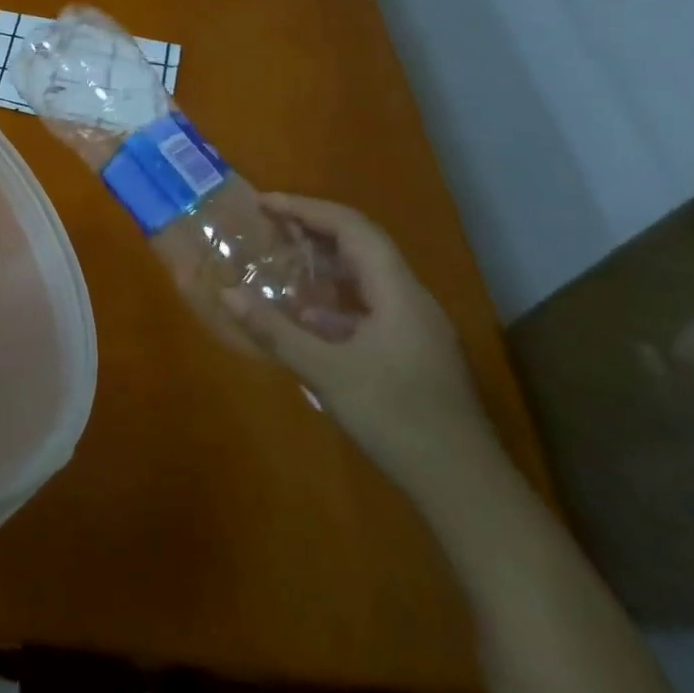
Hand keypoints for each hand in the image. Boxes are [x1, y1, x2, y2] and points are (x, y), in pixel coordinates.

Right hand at [229, 193, 501, 500]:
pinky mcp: (413, 352)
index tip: (264, 203)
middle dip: (313, 228)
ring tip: (281, 260)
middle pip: (361, 245)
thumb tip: (229, 294)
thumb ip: (276, 331)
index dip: (306, 209)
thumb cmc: (397, 419)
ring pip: (367, 276)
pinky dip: (334, 298)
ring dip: (324, 262)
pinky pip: (368, 305)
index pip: (352, 228)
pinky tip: (307, 317)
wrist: (465, 489)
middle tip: (267, 224)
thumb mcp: (327, 373)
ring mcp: (416, 327)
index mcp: (398, 293)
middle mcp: (411, 299)